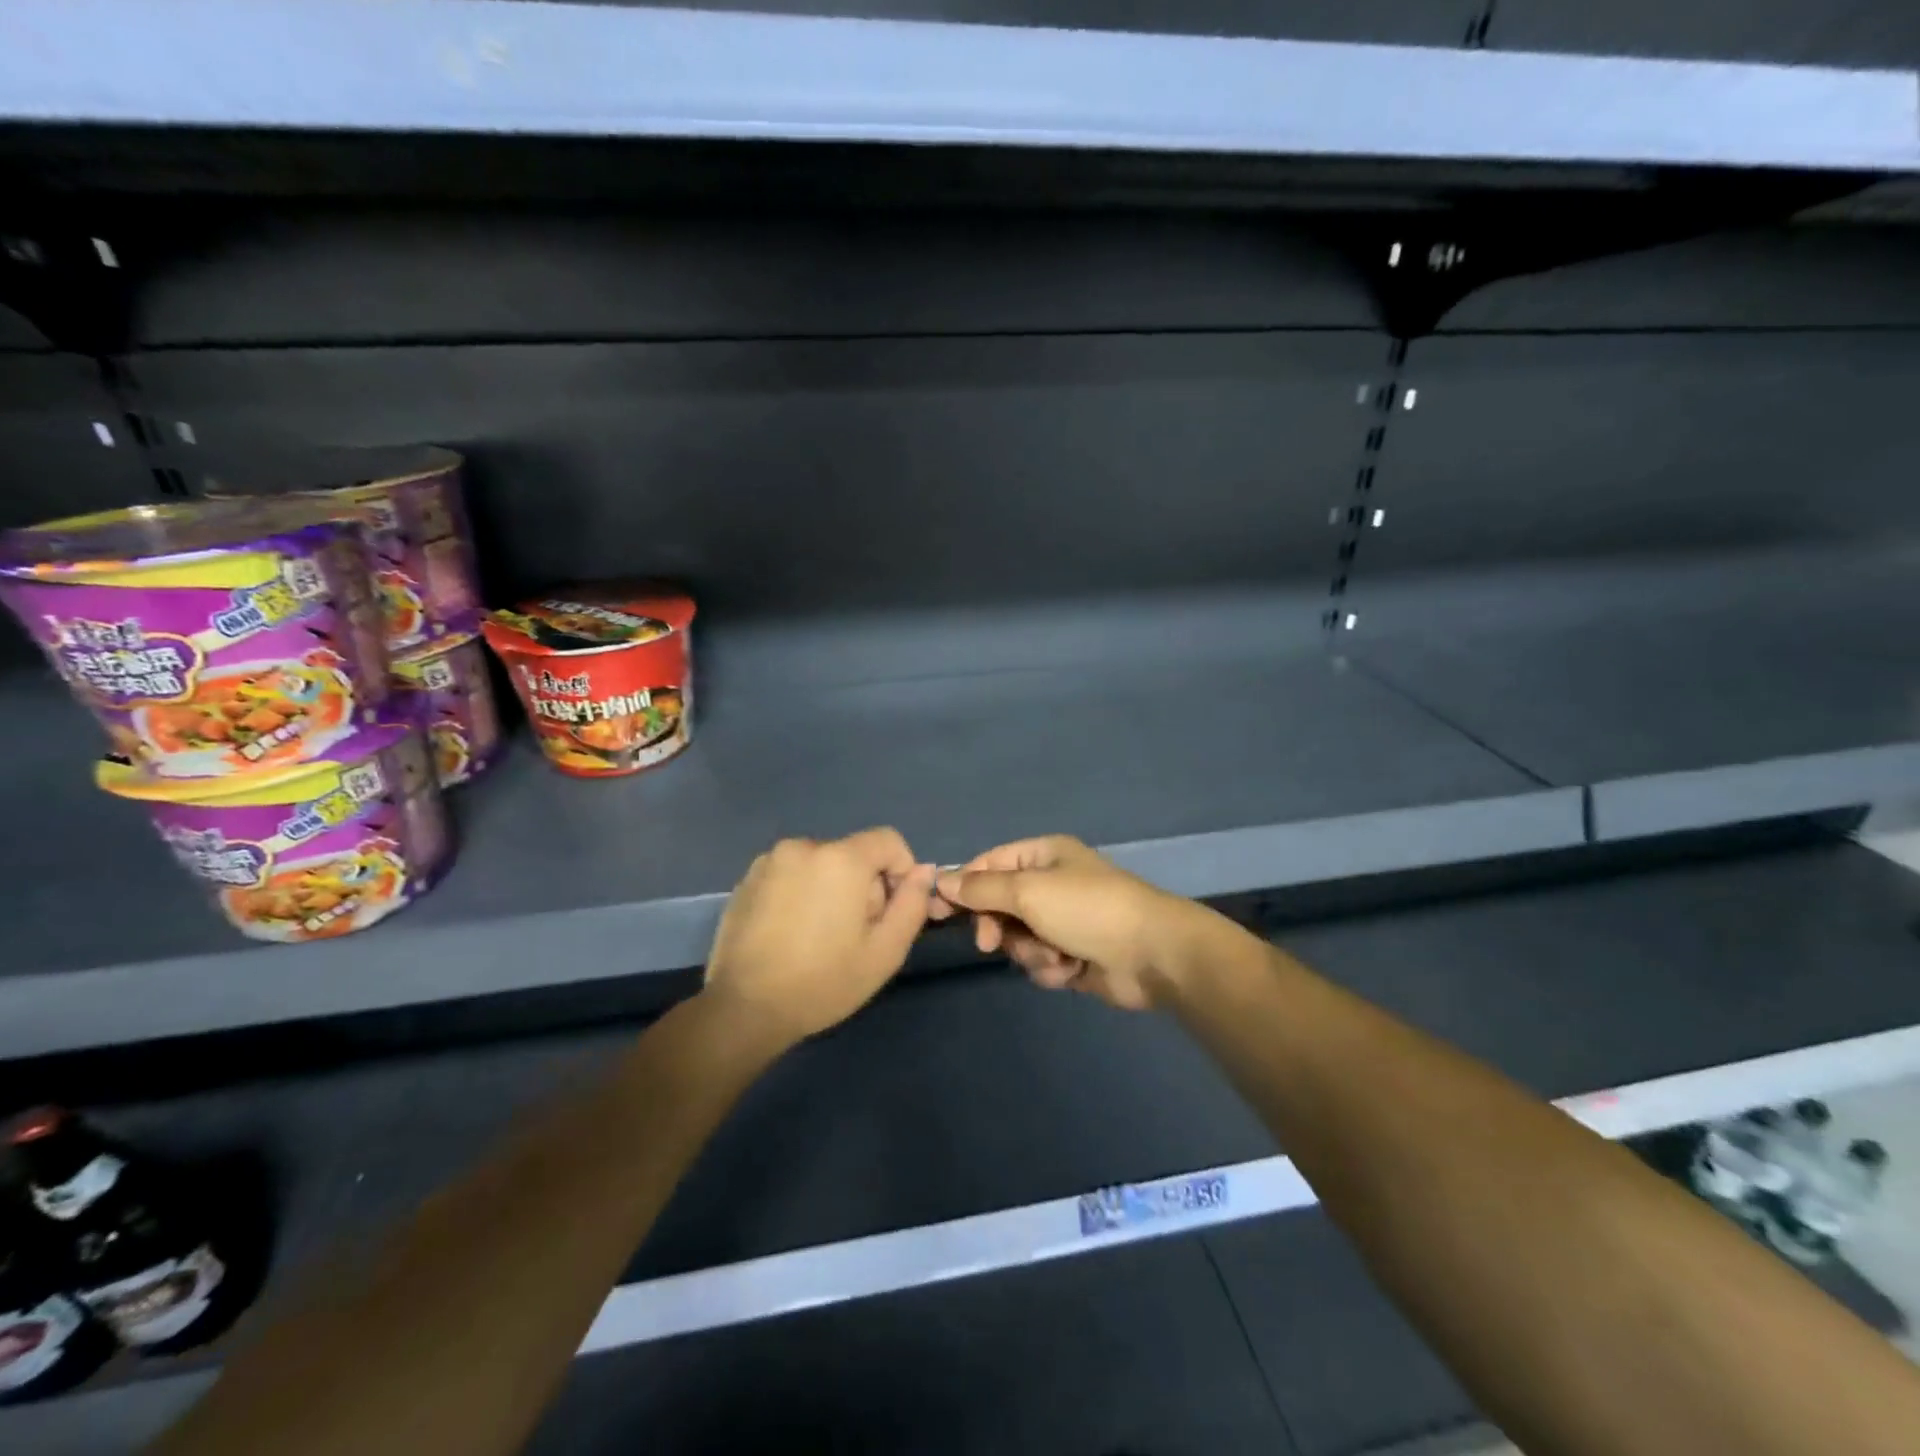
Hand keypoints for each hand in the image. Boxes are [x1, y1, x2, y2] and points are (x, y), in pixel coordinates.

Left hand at [705, 829, 935, 1042]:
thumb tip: (924, 872)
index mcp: (841, 858)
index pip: (888, 840)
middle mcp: (804, 846)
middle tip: (854, 933)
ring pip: (820, 863)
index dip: (901, 870)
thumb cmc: (823, 981)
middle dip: (863, 885)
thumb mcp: (885, 951)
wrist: (744, 1009)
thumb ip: (912, 904)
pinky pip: (790, 874)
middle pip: (853, 853)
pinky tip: (790, 933)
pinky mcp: (747, 879)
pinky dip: (800, 892)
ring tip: (819, 935)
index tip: (891, 911)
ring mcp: (770, 860)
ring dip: (830, 888)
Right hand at [934, 836, 1201, 1010]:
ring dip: (1030, 952)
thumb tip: (942, 881)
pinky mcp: (1072, 955)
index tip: (934, 911)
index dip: (960, 886)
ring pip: (1018, 939)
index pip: (988, 864)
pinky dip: (1051, 968)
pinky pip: (1040, 962)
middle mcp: (1050, 884)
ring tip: (1055, 956)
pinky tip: (1072, 970)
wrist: (1152, 954)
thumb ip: (982, 889)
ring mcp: (1062, 921)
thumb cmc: (1088, 909)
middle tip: (991, 942)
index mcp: (1042, 856)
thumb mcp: (1029, 890)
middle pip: (999, 905)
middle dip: (998, 927)